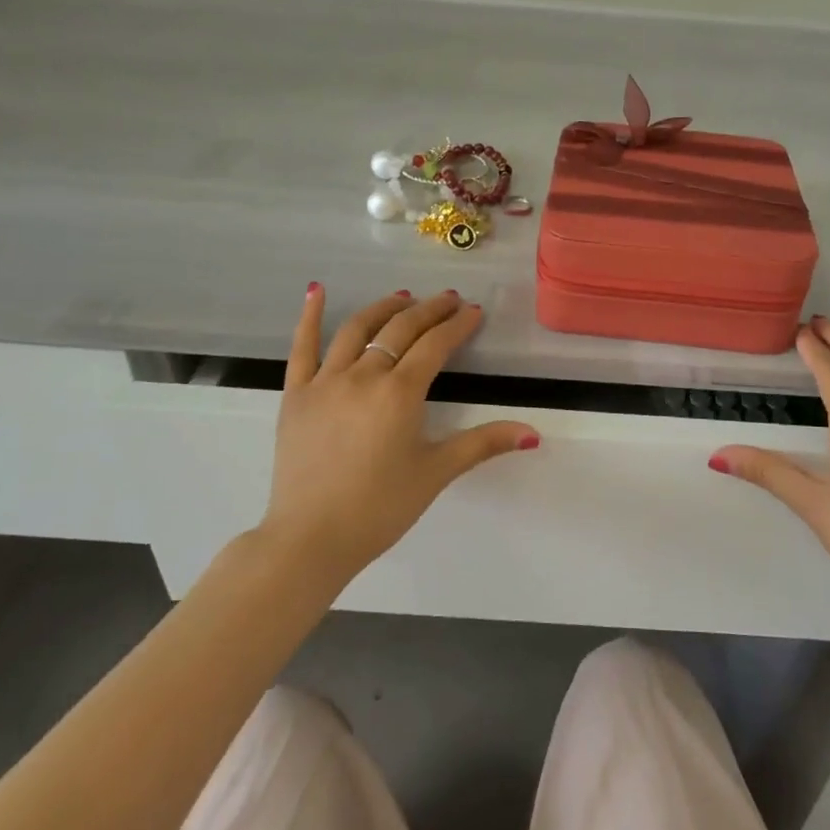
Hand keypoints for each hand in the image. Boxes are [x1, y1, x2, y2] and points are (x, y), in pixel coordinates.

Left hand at [260, 285, 538, 584]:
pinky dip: (309, 316)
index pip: (435, 345)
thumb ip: (483, 444)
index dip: (457, 325)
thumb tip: (533, 433)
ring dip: (384, 308)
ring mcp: (325, 381)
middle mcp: (363, 376)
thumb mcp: (436, 472)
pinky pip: (301, 347)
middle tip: (448, 298)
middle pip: (400, 329)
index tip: (472, 311)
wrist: (311, 538)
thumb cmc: (380, 508)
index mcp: (400, 393)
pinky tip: (317, 291)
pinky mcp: (295, 394)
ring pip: (357, 329)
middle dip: (429, 310)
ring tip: (403, 297)